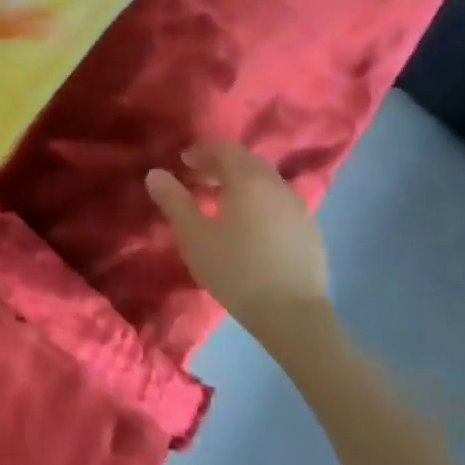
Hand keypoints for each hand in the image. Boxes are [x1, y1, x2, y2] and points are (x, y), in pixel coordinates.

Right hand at [145, 141, 328, 335]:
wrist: (292, 315)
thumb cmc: (235, 269)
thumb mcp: (193, 236)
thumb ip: (173, 200)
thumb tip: (155, 174)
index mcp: (248, 180)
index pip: (225, 148)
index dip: (202, 150)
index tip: (183, 161)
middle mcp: (277, 185)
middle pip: (247, 162)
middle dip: (220, 164)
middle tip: (197, 178)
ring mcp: (298, 207)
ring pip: (265, 181)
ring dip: (240, 183)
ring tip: (220, 202)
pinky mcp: (309, 230)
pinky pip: (278, 202)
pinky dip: (259, 201)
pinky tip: (248, 225)